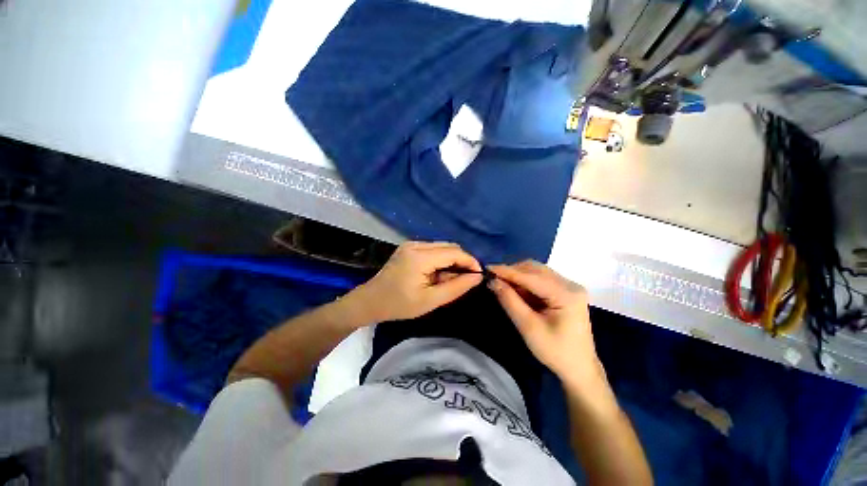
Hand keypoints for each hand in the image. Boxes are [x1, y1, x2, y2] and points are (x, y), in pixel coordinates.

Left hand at [350, 241, 482, 322]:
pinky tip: (438, 274)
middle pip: (449, 246)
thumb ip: (456, 287)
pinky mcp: (409, 247)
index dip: (470, 262)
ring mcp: (411, 244)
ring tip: (451, 279)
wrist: (370, 301)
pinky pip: (433, 249)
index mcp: (420, 257)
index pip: (454, 252)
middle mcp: (416, 244)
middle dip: (462, 261)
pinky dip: (441, 259)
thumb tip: (477, 276)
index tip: (479, 275)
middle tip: (465, 280)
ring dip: (451, 260)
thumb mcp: (431, 300)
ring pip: (442, 247)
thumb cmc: (399, 305)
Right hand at [488, 261, 601, 383]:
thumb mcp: (528, 327)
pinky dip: (525, 282)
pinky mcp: (566, 291)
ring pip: (537, 272)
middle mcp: (570, 285)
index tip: (487, 268)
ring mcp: (569, 287)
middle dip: (512, 272)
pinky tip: (515, 290)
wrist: (579, 368)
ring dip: (518, 276)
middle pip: (535, 269)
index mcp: (566, 294)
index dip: (507, 271)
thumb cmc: (555, 351)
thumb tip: (492, 281)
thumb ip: (509, 301)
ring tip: (501, 284)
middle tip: (493, 278)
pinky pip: (541, 279)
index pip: (531, 276)